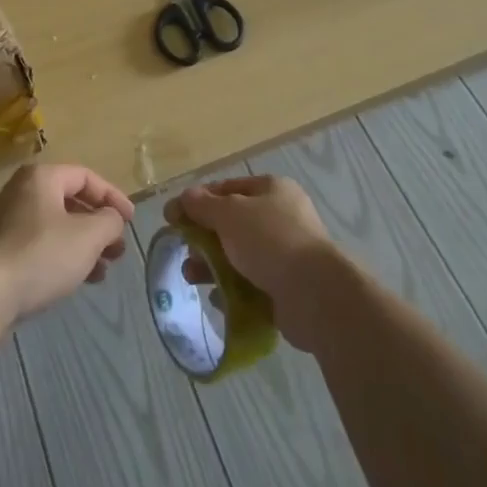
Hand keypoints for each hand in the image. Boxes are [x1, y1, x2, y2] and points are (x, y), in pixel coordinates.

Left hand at [0, 163, 133, 320]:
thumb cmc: (41, 255)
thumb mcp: (88, 236)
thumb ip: (109, 221)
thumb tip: (112, 219)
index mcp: (40, 177)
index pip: (86, 177)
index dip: (113, 197)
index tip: (129, 222)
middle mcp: (18, 192)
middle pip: (68, 202)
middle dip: (97, 226)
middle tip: (116, 250)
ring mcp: (2, 222)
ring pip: (53, 227)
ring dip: (81, 246)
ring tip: (100, 272)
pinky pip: (35, 246)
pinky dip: (59, 258)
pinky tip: (72, 281)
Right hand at [167, 175, 341, 348]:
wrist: (314, 294)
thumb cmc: (270, 240)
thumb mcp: (230, 214)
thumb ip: (203, 205)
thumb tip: (183, 197)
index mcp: (272, 189)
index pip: (227, 188)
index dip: (198, 200)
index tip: (172, 217)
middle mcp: (281, 216)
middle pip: (232, 223)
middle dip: (204, 237)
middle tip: (184, 252)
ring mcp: (285, 253)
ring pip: (239, 255)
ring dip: (213, 265)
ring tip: (193, 277)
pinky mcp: (286, 286)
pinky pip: (251, 283)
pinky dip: (232, 290)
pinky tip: (218, 299)